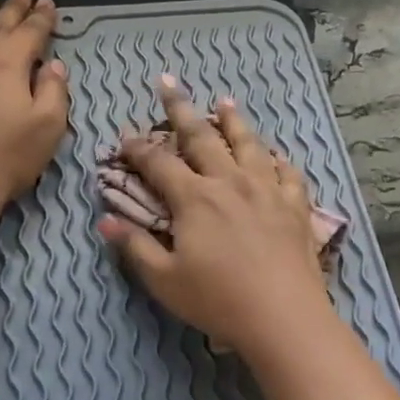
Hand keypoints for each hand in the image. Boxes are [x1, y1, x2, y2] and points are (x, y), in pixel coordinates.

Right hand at [100, 78, 332, 357]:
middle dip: (180, 109)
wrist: (284, 316)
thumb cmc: (218, 300)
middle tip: (168, 82)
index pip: (158, 163)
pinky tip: (275, 155)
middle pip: (202, 137)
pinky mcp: (295, 206)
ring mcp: (267, 190)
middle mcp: (230, 182)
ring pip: (249, 144)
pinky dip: (277, 160)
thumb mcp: (165, 279)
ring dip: (233, 121)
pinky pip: (287, 172)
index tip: (123, 136)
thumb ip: (135, 247)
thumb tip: (104, 221)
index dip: (137, 148)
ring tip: (224, 102)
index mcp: (194, 198)